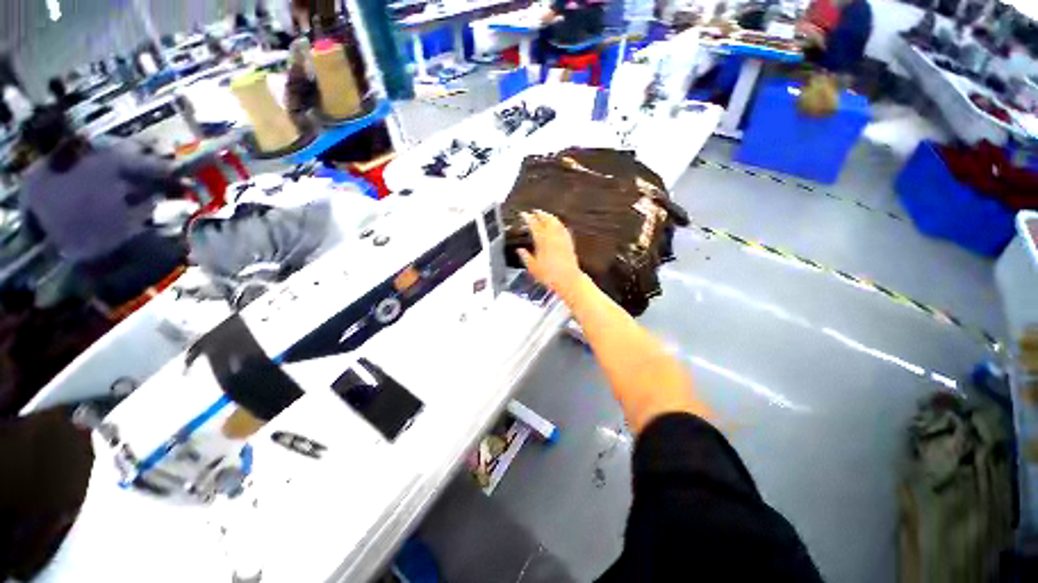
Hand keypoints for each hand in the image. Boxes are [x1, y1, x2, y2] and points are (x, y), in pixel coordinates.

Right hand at [517, 210, 583, 296]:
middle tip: (534, 211)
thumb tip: (519, 250)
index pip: (533, 225)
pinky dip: (559, 224)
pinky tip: (558, 225)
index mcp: (542, 241)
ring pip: (556, 222)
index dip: (528, 218)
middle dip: (540, 214)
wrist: (568, 280)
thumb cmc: (548, 275)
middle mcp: (553, 236)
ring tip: (545, 215)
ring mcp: (562, 238)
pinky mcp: (569, 243)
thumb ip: (525, 257)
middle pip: (546, 220)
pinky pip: (564, 229)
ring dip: (550, 217)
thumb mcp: (532, 268)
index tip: (523, 214)